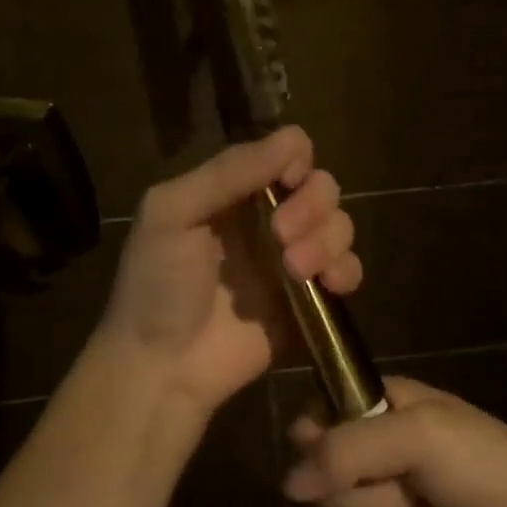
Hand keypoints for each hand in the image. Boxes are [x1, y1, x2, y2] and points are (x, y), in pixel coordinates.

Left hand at [98, 126, 361, 418]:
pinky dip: (347, 270)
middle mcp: (269, 218)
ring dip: (327, 240)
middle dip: (312, 205)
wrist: (163, 367)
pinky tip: (329, 285)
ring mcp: (293, 259)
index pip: (289, 153)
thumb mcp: (172, 213)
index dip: (296, 162)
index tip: (286, 183)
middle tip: (281, 236)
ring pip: (340, 226)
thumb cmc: (158, 285)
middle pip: (322, 186)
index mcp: (235, 192)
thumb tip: (292, 139)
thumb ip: (228, 172)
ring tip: (295, 270)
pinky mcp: (312, 300)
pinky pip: (349, 270)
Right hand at [282, 377, 506, 506]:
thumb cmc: (487, 465)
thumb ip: (349, 449)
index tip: (342, 468)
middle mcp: (375, 455)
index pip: (313, 424)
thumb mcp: (421, 436)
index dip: (319, 451)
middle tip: (412, 493)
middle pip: (326, 490)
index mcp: (378, 408)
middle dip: (371, 504)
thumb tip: (289, 483)